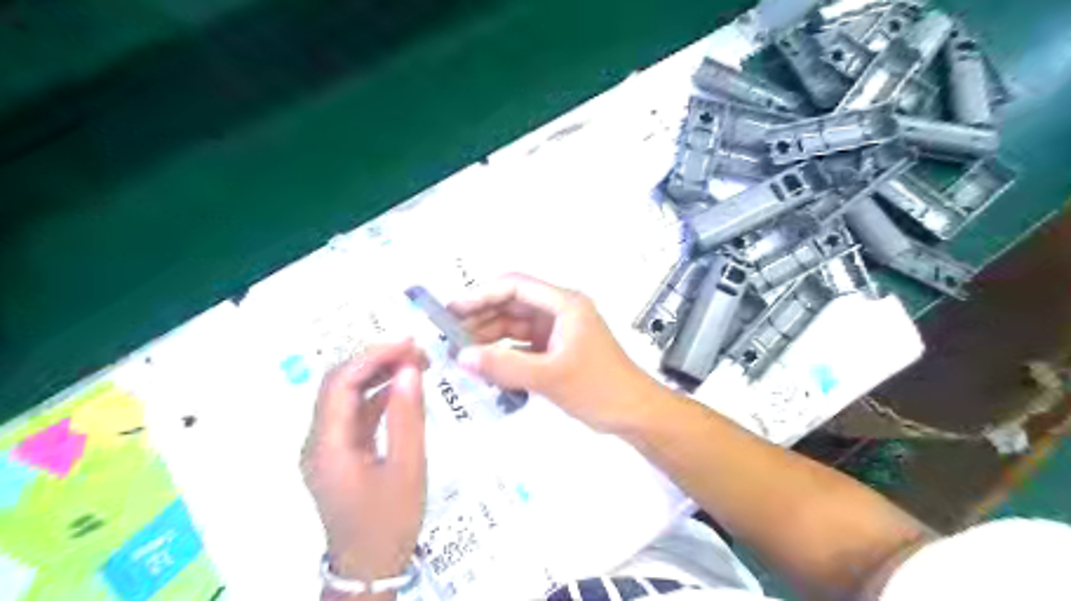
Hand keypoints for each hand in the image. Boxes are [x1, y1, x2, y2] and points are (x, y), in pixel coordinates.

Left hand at [300, 341, 425, 592]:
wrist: (371, 568)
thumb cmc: (390, 521)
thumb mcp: (407, 468)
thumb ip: (407, 416)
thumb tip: (409, 370)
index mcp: (327, 444)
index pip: (341, 382)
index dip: (373, 356)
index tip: (409, 343)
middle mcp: (318, 440)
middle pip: (339, 384)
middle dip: (376, 360)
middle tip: (416, 350)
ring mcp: (327, 447)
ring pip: (347, 396)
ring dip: (378, 375)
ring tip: (415, 363)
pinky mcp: (340, 453)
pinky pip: (355, 414)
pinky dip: (378, 396)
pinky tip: (403, 388)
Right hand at [446, 274, 662, 434]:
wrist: (635, 414)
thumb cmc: (599, 388)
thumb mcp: (549, 376)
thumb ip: (504, 366)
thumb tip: (461, 357)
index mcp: (564, 304)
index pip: (515, 286)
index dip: (481, 294)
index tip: (452, 310)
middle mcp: (560, 312)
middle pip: (513, 305)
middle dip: (481, 318)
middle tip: (449, 335)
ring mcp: (559, 332)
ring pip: (516, 326)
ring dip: (490, 337)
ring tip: (461, 353)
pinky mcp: (557, 351)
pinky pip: (523, 346)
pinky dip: (505, 353)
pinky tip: (485, 365)